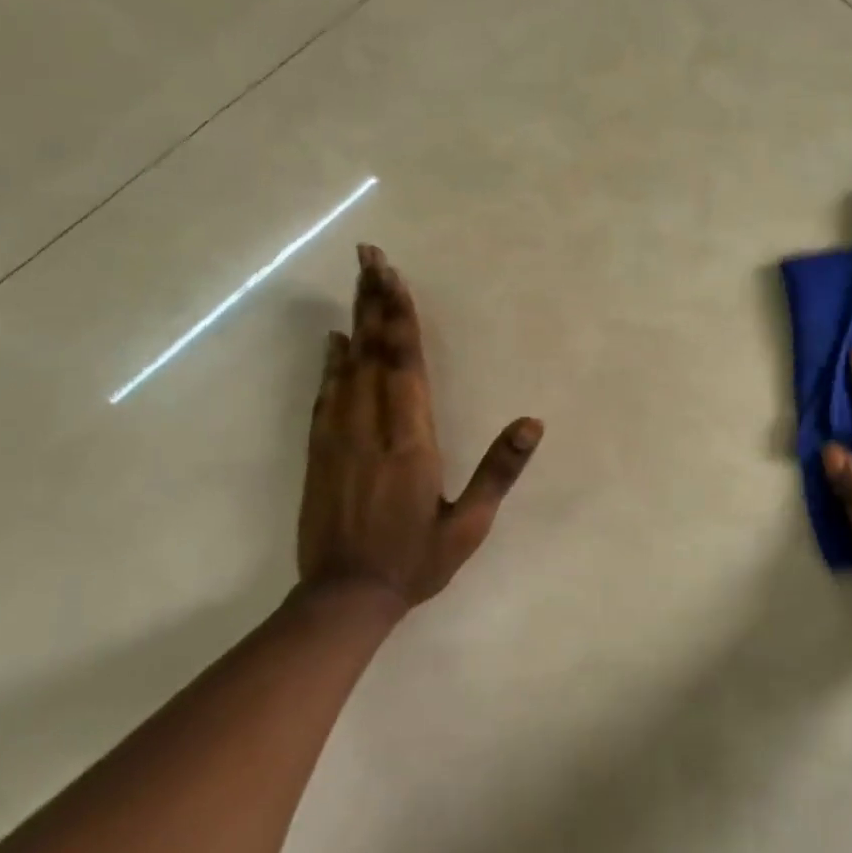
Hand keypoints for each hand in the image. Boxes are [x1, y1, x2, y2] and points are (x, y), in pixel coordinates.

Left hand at [297, 244, 541, 609]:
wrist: (343, 597)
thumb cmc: (413, 562)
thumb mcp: (468, 525)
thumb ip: (498, 470)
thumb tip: (532, 424)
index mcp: (411, 441)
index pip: (405, 364)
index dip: (400, 317)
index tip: (393, 276)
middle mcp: (372, 427)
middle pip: (374, 351)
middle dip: (375, 300)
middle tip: (370, 255)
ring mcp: (339, 436)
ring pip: (348, 365)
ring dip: (355, 320)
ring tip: (359, 281)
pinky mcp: (319, 450)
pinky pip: (326, 394)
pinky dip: (331, 362)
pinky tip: (334, 341)